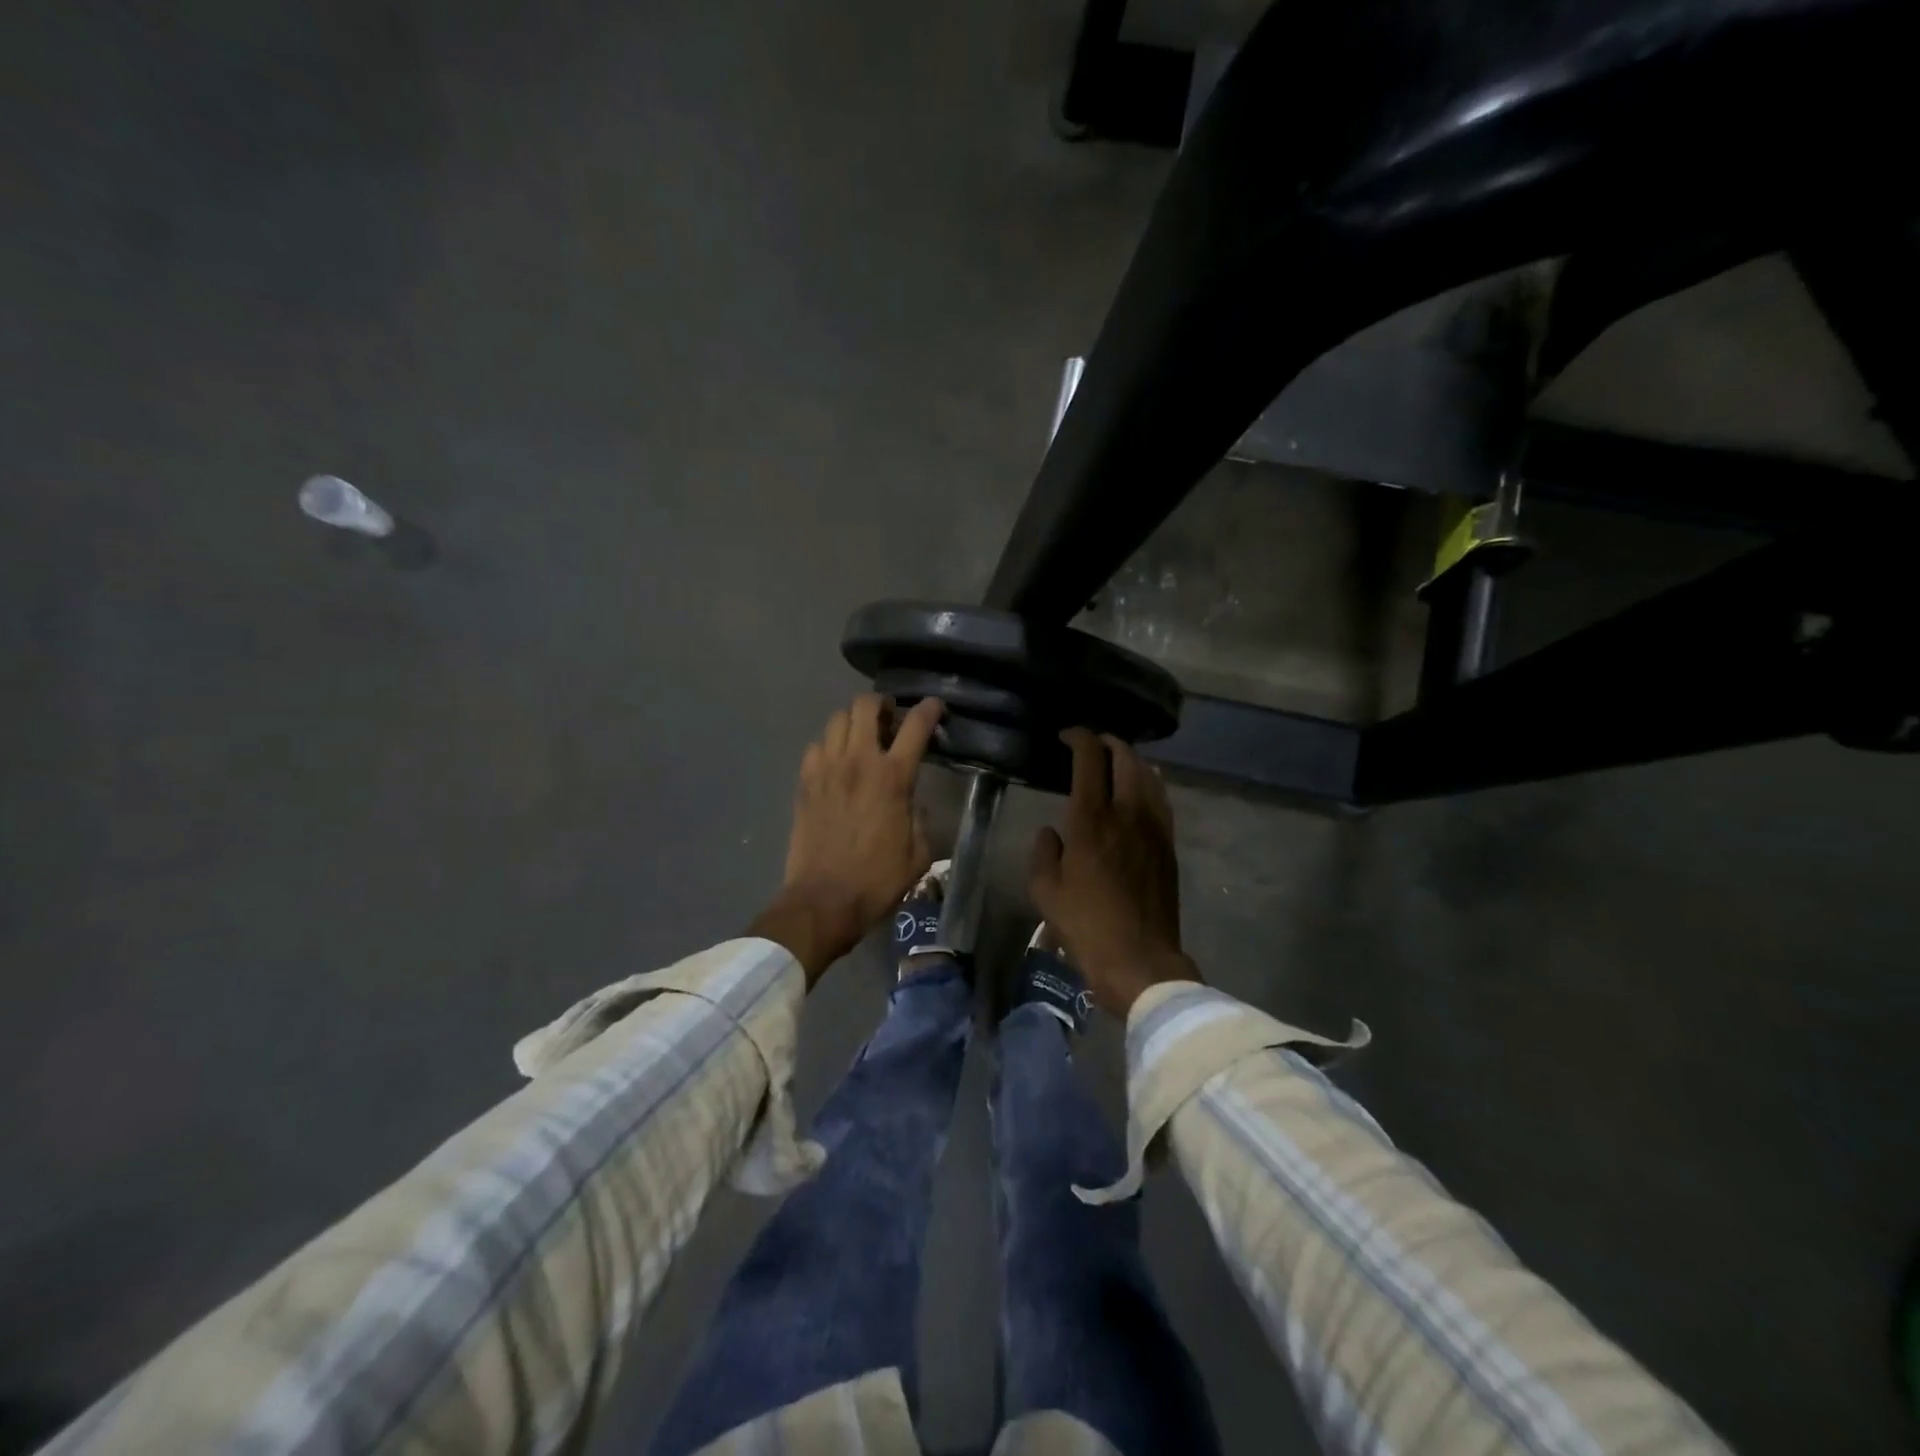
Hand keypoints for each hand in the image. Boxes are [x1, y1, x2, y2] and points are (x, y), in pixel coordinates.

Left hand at [750, 694, 943, 984]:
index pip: (915, 726)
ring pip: (837, 719)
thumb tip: (912, 804)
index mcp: (893, 777)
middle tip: (890, 720)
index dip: (929, 709)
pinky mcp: (804, 783)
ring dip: (854, 722)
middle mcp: (858, 762)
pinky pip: (815, 746)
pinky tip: (836, 762)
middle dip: (881, 705)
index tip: (935, 707)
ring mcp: (826, 769)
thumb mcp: (919, 854)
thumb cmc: (877, 880)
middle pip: (865, 706)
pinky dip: (829, 745)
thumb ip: (920, 819)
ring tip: (862, 737)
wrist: (823, 901)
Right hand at [1029, 729, 1199, 1016]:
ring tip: (1116, 762)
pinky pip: (1161, 799)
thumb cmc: (1085, 925)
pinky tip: (1141, 790)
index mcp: (1091, 819)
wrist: (1139, 958)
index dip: (1078, 737)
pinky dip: (1149, 783)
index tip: (1065, 736)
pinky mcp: (1168, 845)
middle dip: (1108, 741)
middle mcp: (1127, 812)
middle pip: (1126, 757)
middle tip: (1092, 744)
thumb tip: (1052, 832)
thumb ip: (1044, 852)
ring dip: (1131, 760)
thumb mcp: (1045, 890)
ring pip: (1149, 775)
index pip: (1089, 758)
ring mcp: (1154, 827)